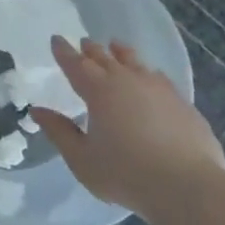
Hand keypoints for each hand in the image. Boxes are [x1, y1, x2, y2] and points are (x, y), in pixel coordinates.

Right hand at [29, 38, 224, 215]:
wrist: (186, 185)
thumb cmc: (125, 173)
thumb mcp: (81, 158)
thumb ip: (59, 132)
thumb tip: (38, 111)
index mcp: (99, 91)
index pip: (76, 64)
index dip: (64, 52)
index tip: (56, 39)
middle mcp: (128, 81)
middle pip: (106, 58)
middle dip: (92, 50)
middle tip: (84, 42)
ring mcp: (159, 89)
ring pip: (135, 62)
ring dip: (121, 53)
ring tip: (116, 46)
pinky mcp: (181, 102)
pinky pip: (158, 77)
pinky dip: (147, 72)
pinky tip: (150, 76)